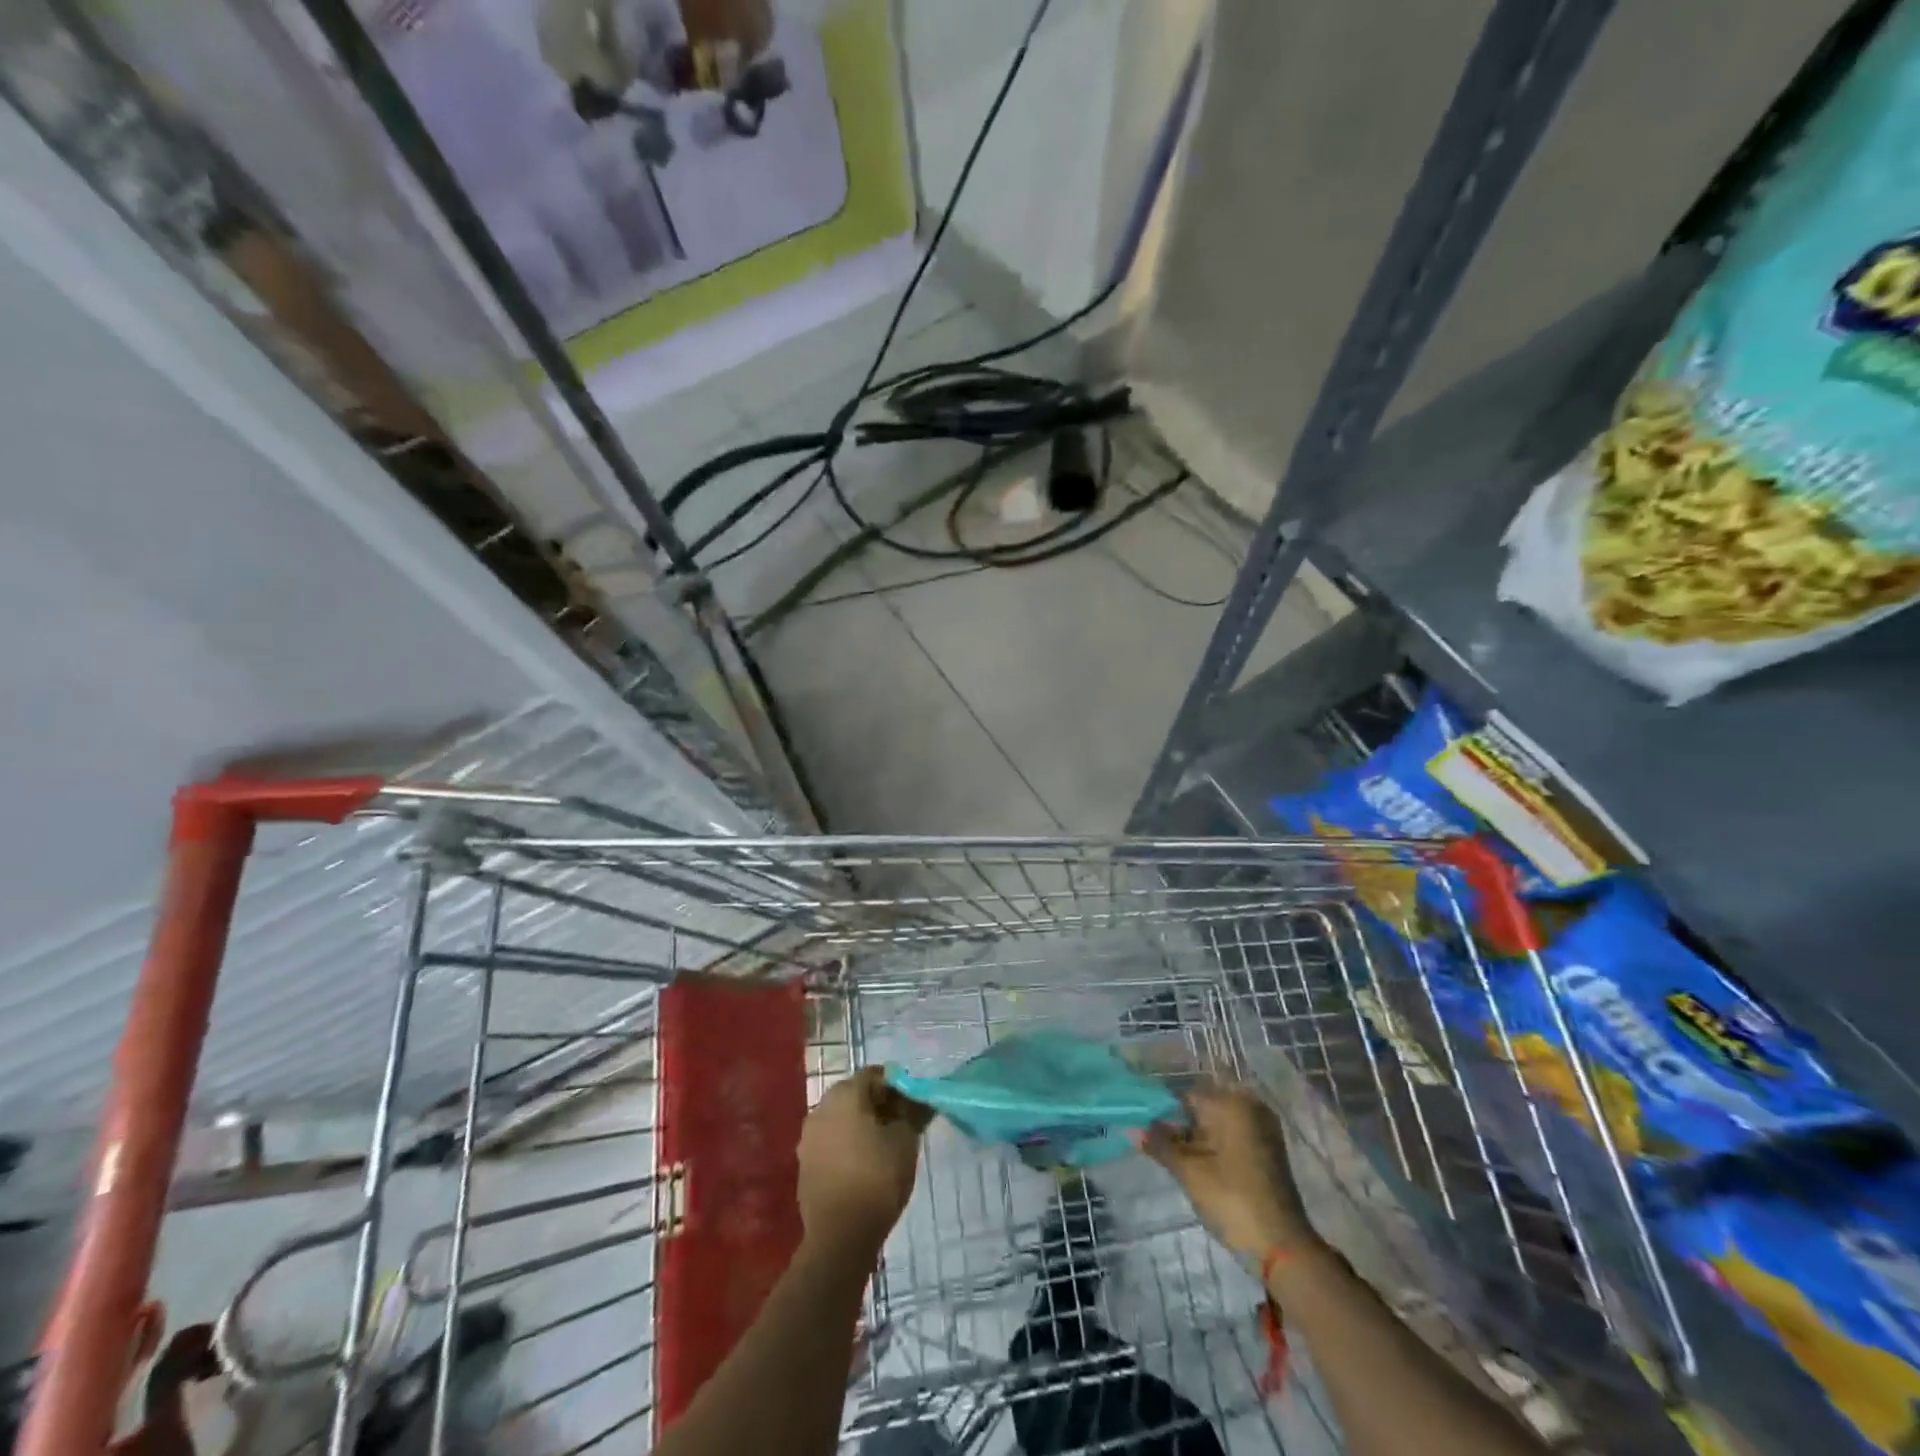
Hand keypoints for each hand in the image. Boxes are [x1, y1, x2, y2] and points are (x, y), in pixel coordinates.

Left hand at [797, 1067, 928, 1252]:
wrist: (840, 1237)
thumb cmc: (877, 1178)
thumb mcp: (905, 1141)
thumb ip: (912, 1112)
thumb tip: (920, 1097)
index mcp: (844, 1094)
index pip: (874, 1075)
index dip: (897, 1086)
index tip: (913, 1104)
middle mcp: (821, 1107)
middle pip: (855, 1094)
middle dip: (879, 1104)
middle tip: (902, 1124)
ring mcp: (808, 1137)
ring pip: (841, 1119)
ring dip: (862, 1125)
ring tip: (885, 1147)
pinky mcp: (805, 1163)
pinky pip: (831, 1142)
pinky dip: (847, 1145)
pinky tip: (864, 1165)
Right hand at [1142, 1082, 1317, 1259]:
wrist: (1284, 1248)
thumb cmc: (1233, 1201)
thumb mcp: (1190, 1172)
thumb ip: (1160, 1145)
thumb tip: (1132, 1128)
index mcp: (1231, 1103)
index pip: (1184, 1095)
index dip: (1162, 1112)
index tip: (1144, 1129)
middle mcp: (1249, 1106)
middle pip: (1202, 1107)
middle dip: (1179, 1124)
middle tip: (1155, 1145)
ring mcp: (1262, 1127)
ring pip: (1216, 1122)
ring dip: (1195, 1137)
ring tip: (1173, 1157)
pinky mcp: (1268, 1149)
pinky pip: (1231, 1134)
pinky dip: (1213, 1145)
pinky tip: (1198, 1164)